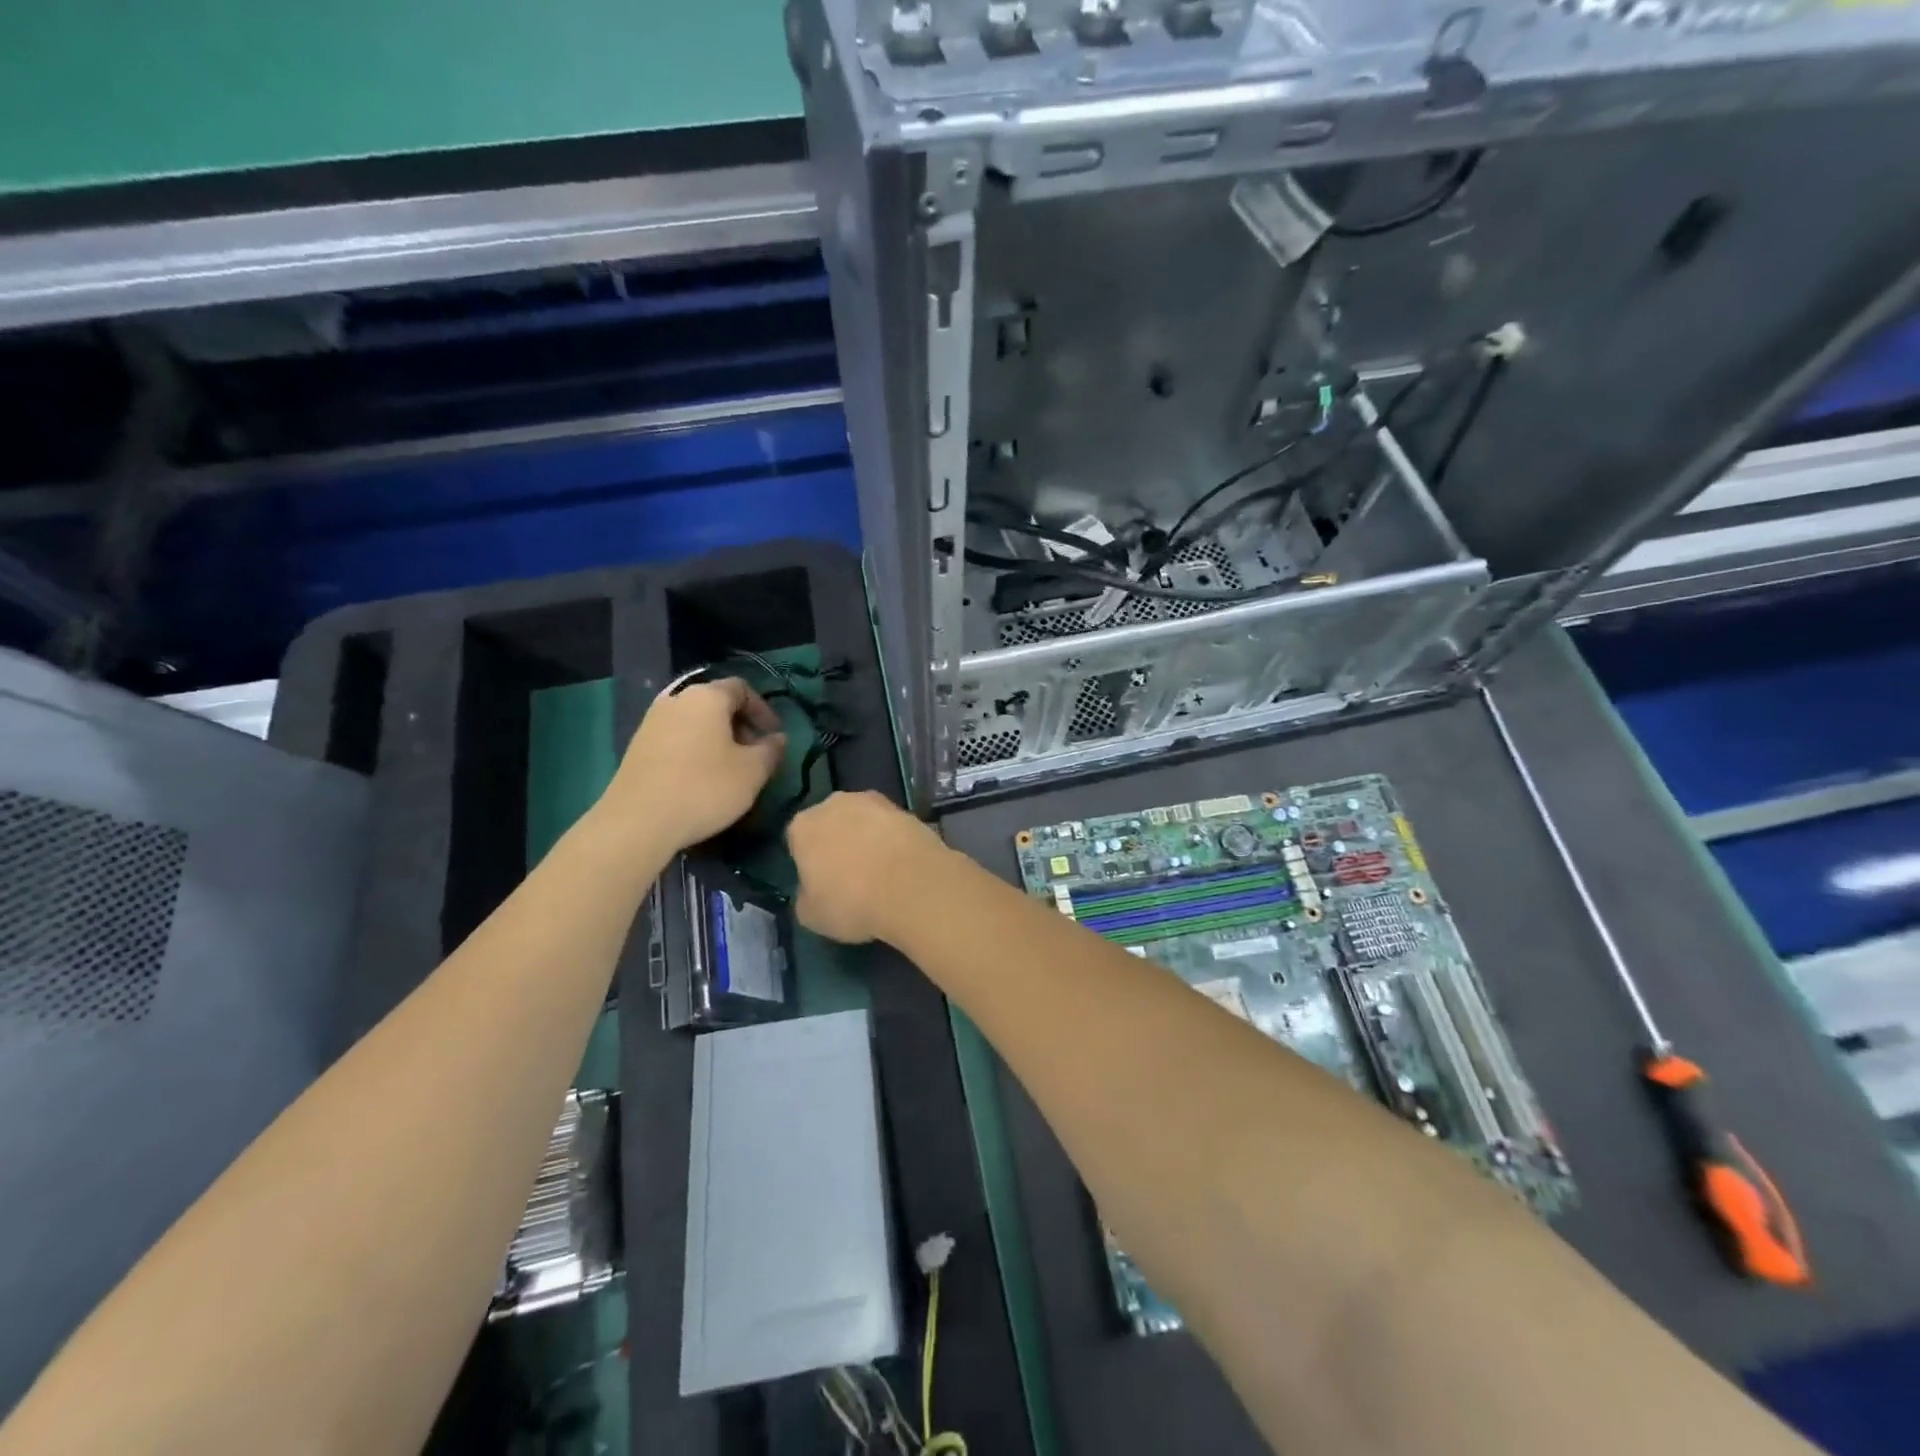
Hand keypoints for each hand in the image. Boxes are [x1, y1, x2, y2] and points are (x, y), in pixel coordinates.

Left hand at [605, 678, 785, 851]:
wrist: (638, 821)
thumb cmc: (704, 788)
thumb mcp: (752, 772)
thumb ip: (771, 750)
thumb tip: (778, 739)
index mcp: (707, 697)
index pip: (742, 688)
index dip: (763, 710)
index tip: (775, 736)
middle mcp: (677, 699)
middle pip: (716, 702)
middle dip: (740, 725)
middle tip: (755, 754)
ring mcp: (652, 721)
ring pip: (695, 721)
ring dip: (717, 738)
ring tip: (730, 768)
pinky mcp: (637, 745)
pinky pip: (677, 737)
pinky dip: (695, 749)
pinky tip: (701, 778)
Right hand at [786, 791, 945, 943]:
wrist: (912, 885)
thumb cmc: (851, 901)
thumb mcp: (811, 916)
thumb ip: (805, 896)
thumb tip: (812, 890)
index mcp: (803, 826)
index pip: (797, 841)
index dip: (808, 862)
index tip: (820, 883)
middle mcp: (834, 803)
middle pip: (830, 823)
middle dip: (837, 843)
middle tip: (850, 875)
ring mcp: (873, 801)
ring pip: (863, 821)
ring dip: (867, 838)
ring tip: (881, 871)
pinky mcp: (905, 809)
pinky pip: (890, 827)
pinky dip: (893, 840)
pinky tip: (902, 865)